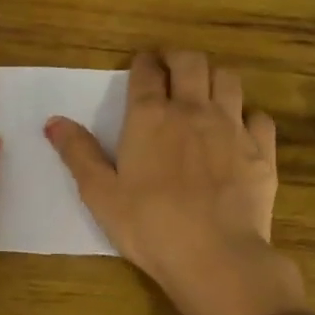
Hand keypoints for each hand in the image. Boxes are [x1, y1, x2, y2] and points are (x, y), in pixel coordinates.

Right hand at [45, 50, 304, 314]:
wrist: (216, 257)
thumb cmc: (149, 226)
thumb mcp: (100, 194)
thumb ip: (78, 153)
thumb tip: (53, 121)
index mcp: (150, 116)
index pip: (147, 71)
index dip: (143, 63)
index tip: (141, 66)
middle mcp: (193, 109)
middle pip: (191, 62)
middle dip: (178, 58)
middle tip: (170, 70)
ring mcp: (232, 127)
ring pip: (228, 79)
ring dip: (213, 78)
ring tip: (204, 93)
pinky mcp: (261, 150)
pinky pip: (259, 116)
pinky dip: (247, 115)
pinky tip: (238, 131)